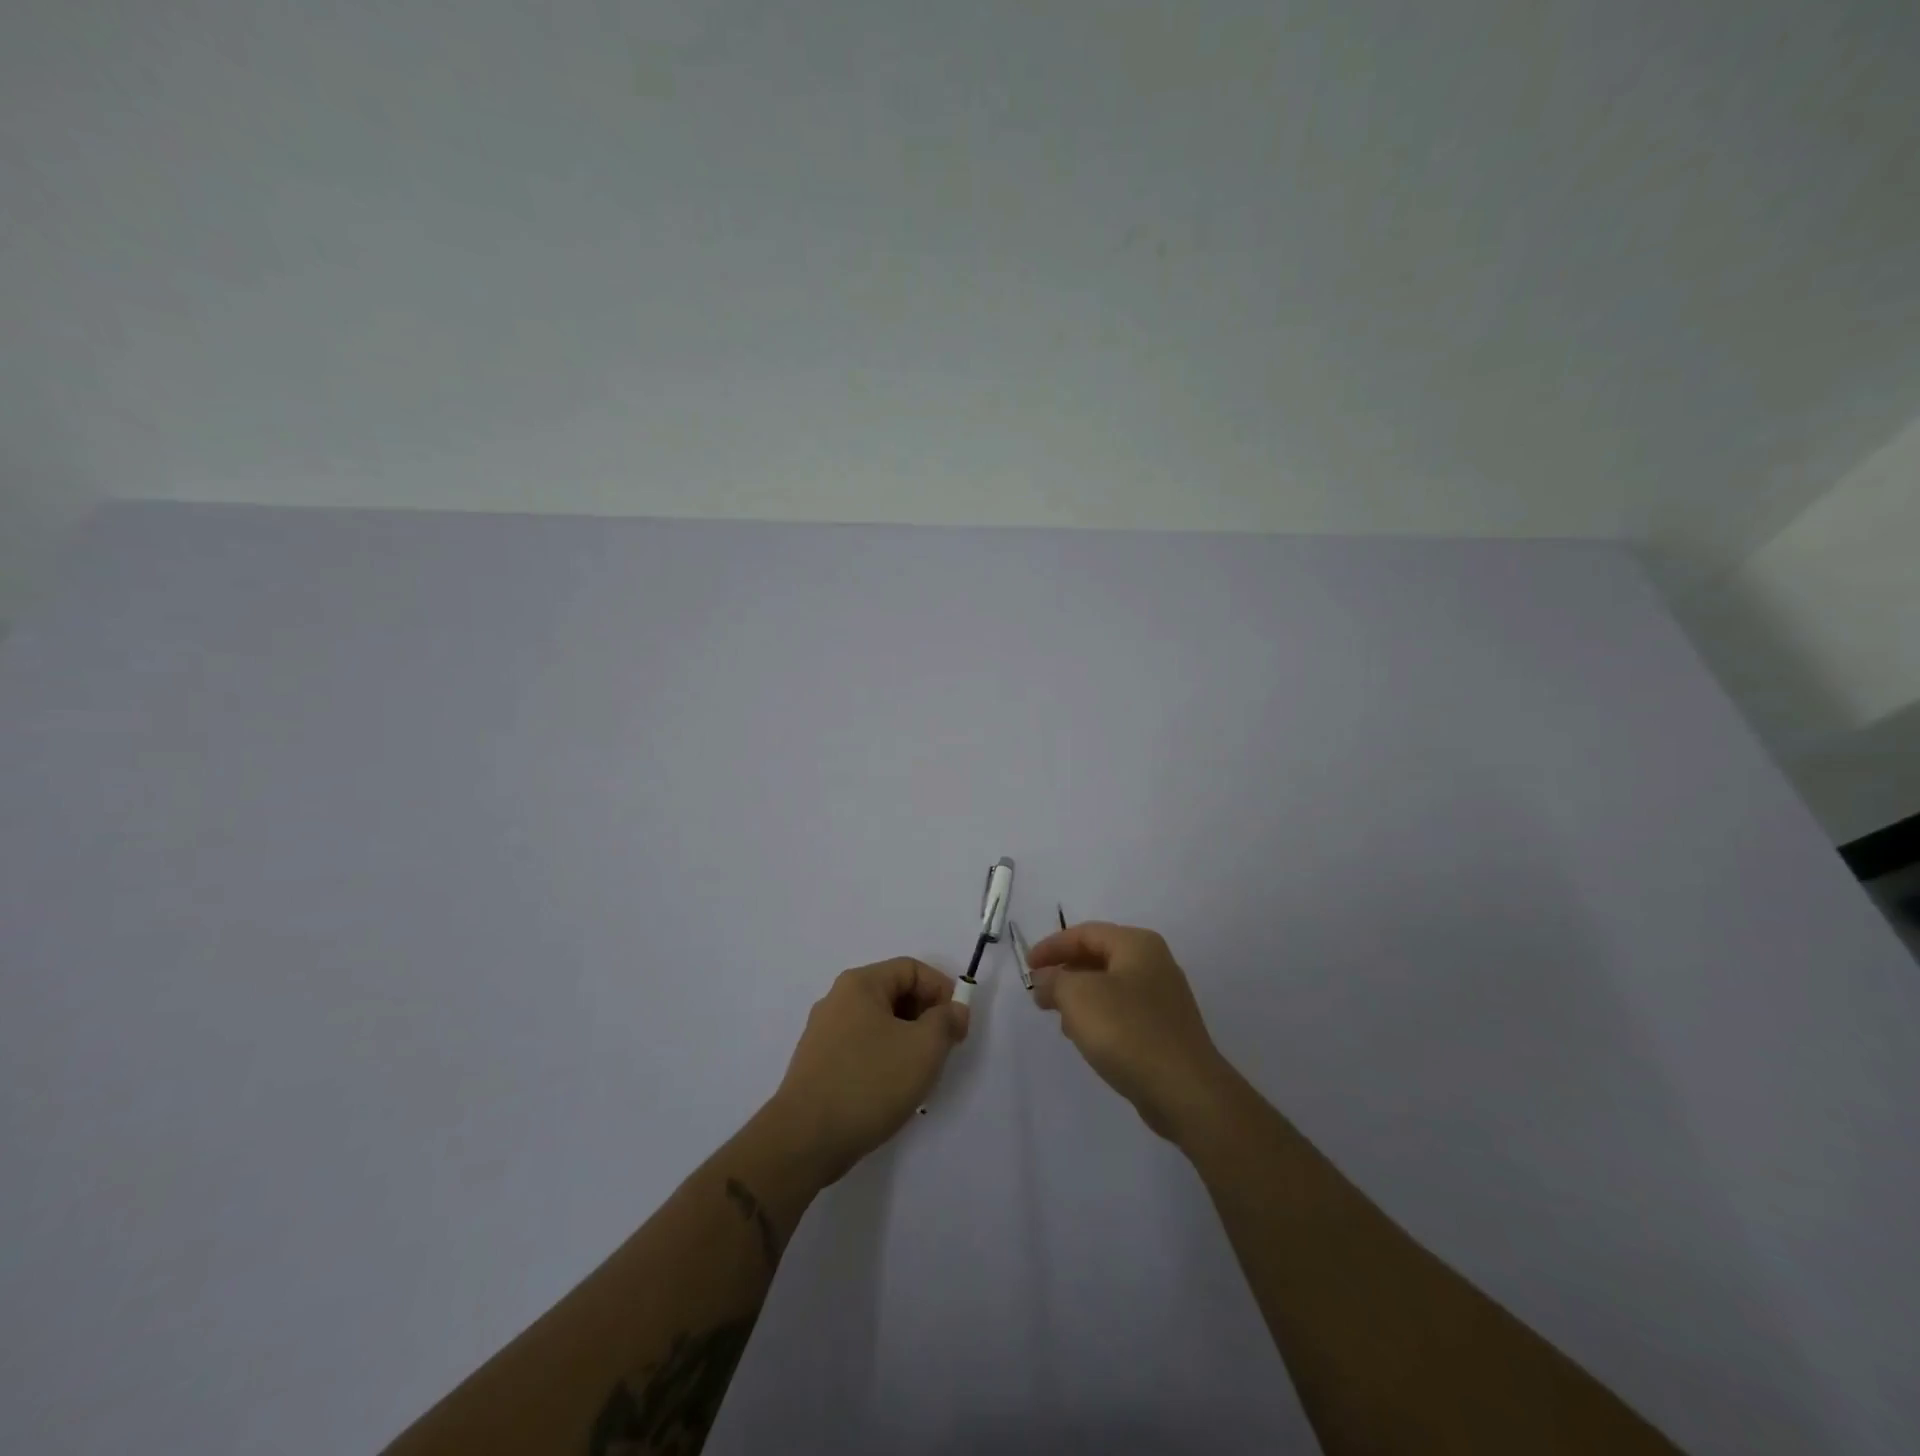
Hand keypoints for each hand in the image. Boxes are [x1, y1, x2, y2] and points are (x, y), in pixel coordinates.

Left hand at [770, 958, 969, 1183]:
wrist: (805, 1139)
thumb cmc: (869, 1082)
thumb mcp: (923, 1048)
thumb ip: (946, 1021)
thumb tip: (954, 1010)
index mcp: (860, 984)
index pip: (911, 969)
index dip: (942, 990)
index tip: (958, 1025)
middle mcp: (838, 999)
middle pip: (894, 993)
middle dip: (926, 1017)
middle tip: (944, 1049)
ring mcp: (824, 1032)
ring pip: (880, 1024)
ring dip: (908, 1041)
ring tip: (921, 1074)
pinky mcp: (819, 1063)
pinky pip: (862, 1048)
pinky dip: (885, 1059)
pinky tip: (893, 1090)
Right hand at [1026, 922, 1231, 1140]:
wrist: (1185, 1091)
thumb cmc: (1127, 1031)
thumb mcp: (1077, 996)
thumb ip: (1054, 980)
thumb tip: (1044, 979)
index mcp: (1137, 944)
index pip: (1085, 933)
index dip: (1051, 947)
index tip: (1027, 967)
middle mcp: (1154, 963)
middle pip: (1099, 956)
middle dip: (1065, 971)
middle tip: (1039, 991)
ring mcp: (1163, 997)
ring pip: (1110, 985)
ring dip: (1080, 996)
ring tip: (1058, 1016)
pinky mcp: (1165, 1029)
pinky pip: (1123, 1011)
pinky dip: (1099, 1016)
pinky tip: (1087, 1038)